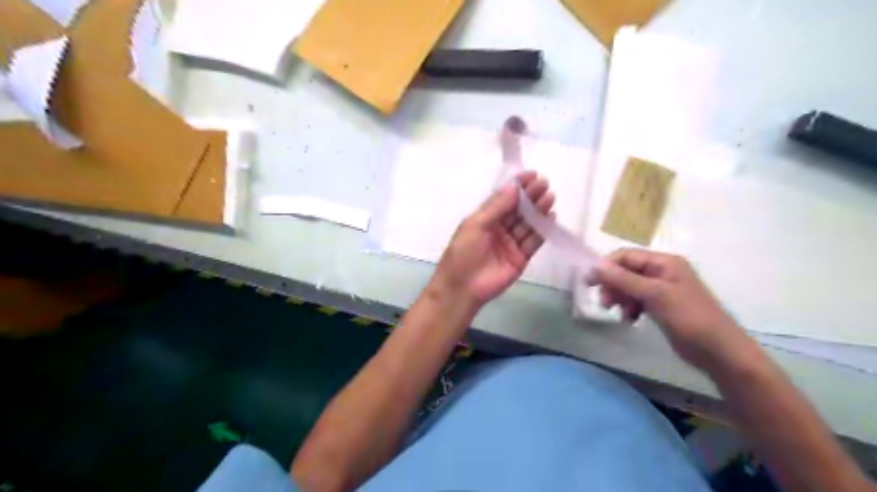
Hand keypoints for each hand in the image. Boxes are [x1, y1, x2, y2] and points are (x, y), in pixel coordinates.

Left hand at [431, 171, 553, 307]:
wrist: (463, 288)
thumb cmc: (463, 253)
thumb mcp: (475, 225)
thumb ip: (496, 207)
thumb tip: (513, 187)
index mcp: (485, 218)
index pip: (504, 198)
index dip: (517, 186)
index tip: (531, 174)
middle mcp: (499, 228)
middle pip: (518, 209)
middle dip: (530, 196)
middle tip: (544, 184)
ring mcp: (511, 243)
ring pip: (527, 223)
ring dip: (538, 210)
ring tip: (550, 196)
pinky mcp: (521, 257)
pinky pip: (533, 241)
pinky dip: (542, 229)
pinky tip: (551, 217)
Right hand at [589, 249, 746, 367]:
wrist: (719, 351)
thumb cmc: (689, 318)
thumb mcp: (655, 295)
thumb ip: (624, 279)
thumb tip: (596, 266)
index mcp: (664, 262)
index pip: (626, 256)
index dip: (607, 267)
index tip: (590, 283)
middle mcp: (662, 271)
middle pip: (626, 271)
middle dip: (613, 285)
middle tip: (605, 303)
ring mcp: (662, 289)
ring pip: (629, 286)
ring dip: (620, 297)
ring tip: (617, 312)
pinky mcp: (662, 306)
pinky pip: (637, 300)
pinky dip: (630, 307)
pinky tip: (630, 319)